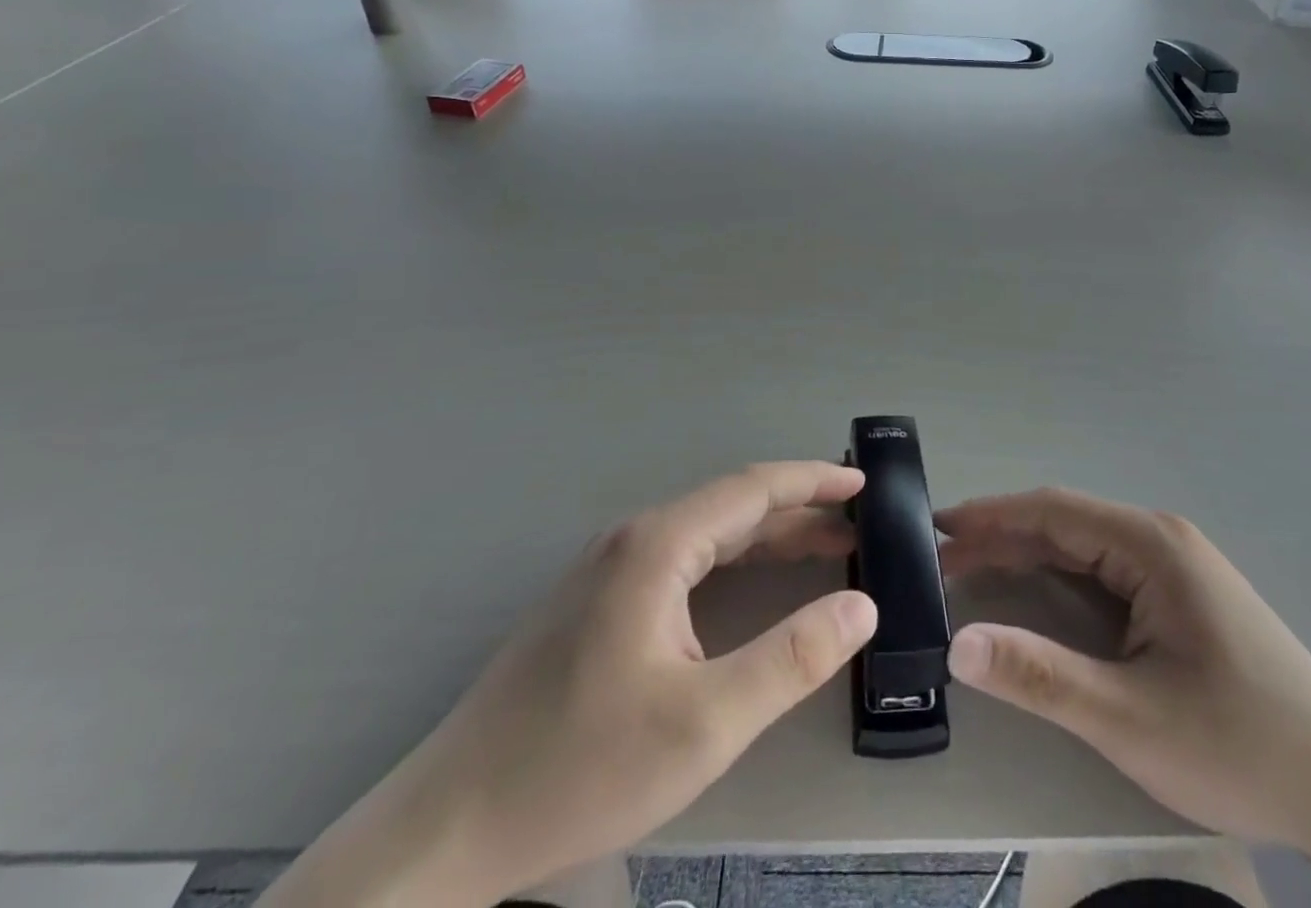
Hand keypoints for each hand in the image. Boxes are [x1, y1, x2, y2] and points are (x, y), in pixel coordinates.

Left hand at [258, 462, 876, 907]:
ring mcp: (609, 568)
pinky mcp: (597, 601)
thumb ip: (792, 658)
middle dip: (800, 509)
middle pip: (733, 505)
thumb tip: (863, 605)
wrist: (447, 829)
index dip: (814, 481)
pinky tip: (752, 581)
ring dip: (768, 534)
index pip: (754, 488)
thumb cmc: (582, 769)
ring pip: (707, 533)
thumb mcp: (705, 723)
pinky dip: (733, 559)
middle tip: (858, 523)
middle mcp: (634, 539)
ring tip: (825, 547)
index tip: (864, 484)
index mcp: (658, 546)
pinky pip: (683, 559)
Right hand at [939, 489, 1310, 907]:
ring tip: (972, 574)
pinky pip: (1105, 571)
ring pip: (1083, 547)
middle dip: (1001, 538)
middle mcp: (1161, 539)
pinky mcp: (1182, 595)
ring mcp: (1175, 565)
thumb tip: (956, 643)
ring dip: (1027, 557)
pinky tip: (1035, 596)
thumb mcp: (1129, 720)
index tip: (935, 529)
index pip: (1051, 512)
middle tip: (941, 562)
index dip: (990, 516)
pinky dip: (1059, 578)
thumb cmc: (1240, 747)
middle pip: (1064, 524)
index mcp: (1151, 545)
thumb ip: (1039, 675)